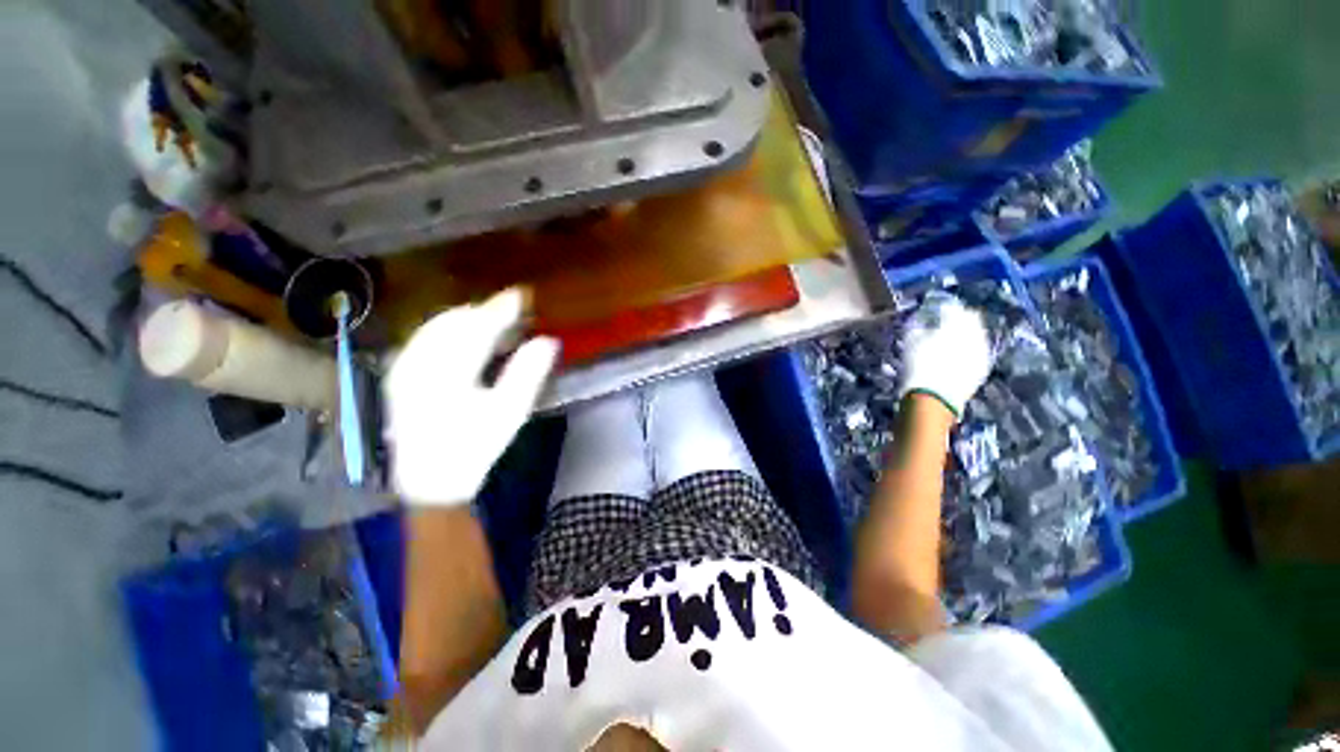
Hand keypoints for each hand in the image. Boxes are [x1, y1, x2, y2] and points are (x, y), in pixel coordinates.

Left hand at [385, 289, 559, 505]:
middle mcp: (420, 362)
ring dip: (465, 319)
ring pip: (435, 327)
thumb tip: (548, 341)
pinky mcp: (399, 376)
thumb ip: (528, 374)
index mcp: (449, 372)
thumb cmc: (474, 448)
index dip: (500, 308)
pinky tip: (462, 336)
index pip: (478, 328)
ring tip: (490, 319)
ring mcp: (405, 368)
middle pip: (453, 322)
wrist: (430, 481)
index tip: (519, 295)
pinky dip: (447, 331)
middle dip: (482, 311)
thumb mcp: (509, 413)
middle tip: (509, 309)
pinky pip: (423, 340)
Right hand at [898, 294, 992, 418]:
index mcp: (957, 325)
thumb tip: (919, 321)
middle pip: (972, 321)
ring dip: (966, 336)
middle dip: (961, 320)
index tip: (937, 310)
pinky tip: (957, 356)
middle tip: (947, 323)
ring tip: (951, 340)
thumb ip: (917, 328)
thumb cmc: (918, 366)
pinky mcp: (982, 369)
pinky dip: (968, 351)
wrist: (933, 398)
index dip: (946, 308)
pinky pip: (978, 353)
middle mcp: (975, 335)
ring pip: (977, 337)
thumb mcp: (910, 343)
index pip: (955, 309)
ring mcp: (982, 353)